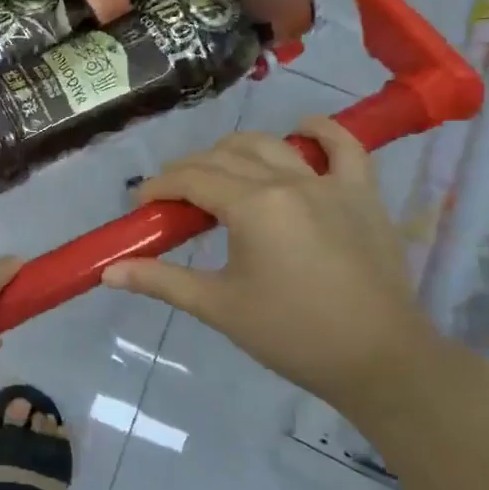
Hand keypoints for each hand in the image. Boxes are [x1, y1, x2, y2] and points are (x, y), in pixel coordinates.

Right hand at [101, 117, 443, 410]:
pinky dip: (321, 132)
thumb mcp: (218, 307)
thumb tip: (109, 272)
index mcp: (253, 206)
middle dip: (188, 170)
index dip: (158, 187)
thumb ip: (161, 281)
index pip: (191, 179)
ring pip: (271, 145)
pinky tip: (301, 129)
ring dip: (235, 150)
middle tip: (172, 199)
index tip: (140, 205)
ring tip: (217, 172)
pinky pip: (345, 147)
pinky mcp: (362, 195)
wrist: (380, 359)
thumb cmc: (291, 334)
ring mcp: (330, 184)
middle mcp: (288, 181)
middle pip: (224, 156)